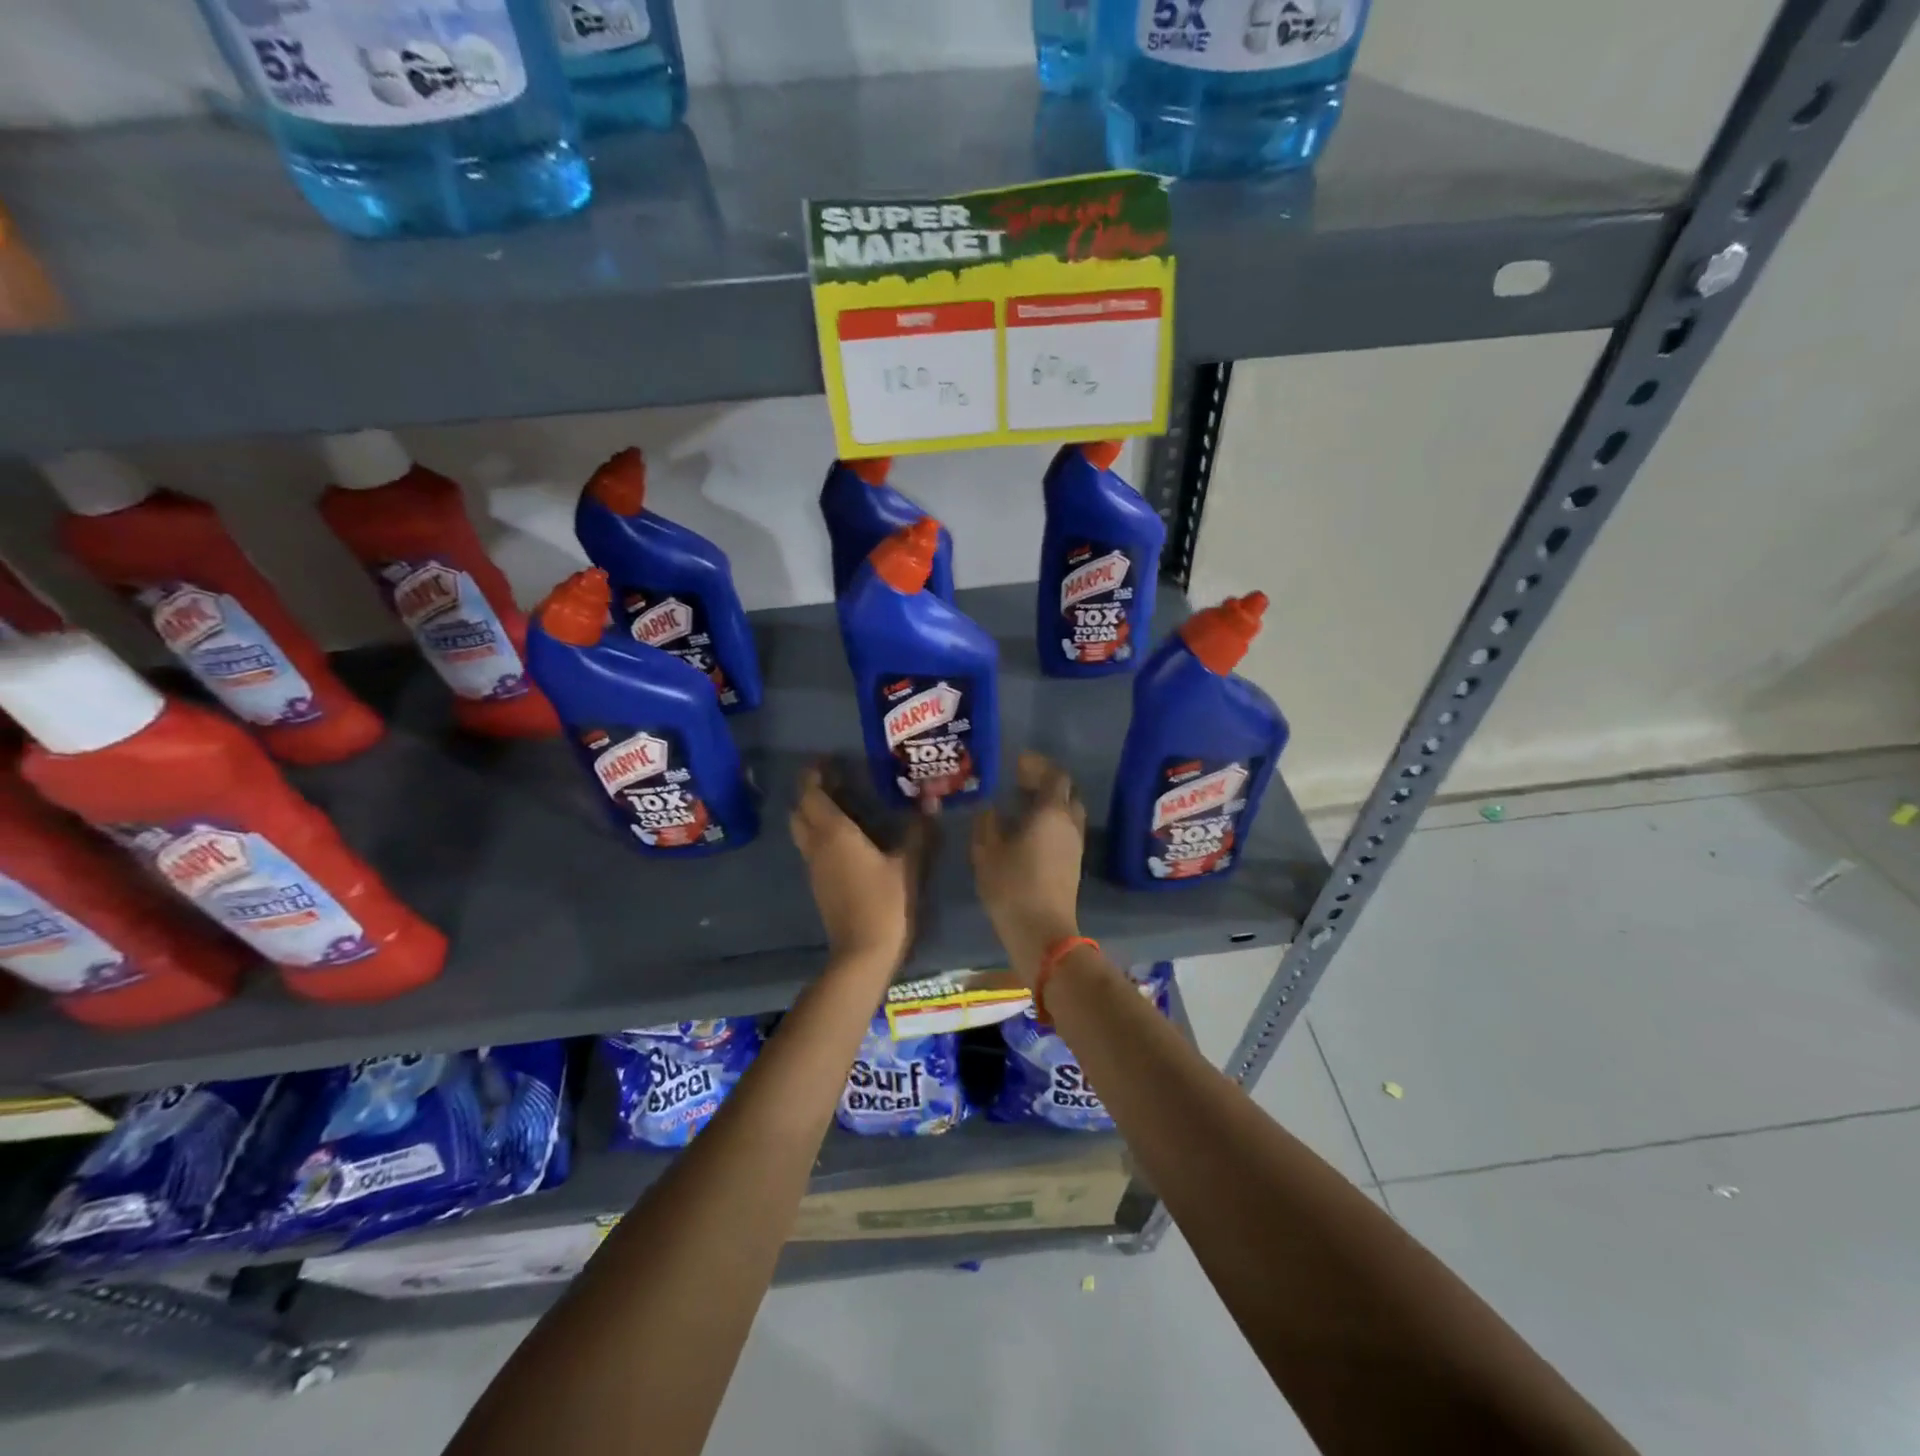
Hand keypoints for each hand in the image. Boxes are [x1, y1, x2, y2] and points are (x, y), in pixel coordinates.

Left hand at [790, 763, 925, 971]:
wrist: (863, 952)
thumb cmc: (886, 902)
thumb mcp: (908, 864)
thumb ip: (918, 832)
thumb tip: (931, 803)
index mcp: (834, 833)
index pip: (812, 794)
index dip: (814, 775)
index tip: (827, 761)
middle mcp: (817, 845)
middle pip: (800, 811)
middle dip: (811, 793)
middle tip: (836, 782)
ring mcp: (814, 867)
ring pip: (803, 831)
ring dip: (815, 814)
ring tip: (844, 805)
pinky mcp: (819, 884)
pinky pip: (812, 848)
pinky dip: (821, 834)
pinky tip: (848, 838)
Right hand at [972, 752, 1086, 985]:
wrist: (1043, 932)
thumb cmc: (1012, 886)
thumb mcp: (987, 852)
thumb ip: (987, 824)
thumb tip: (990, 809)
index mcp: (1051, 812)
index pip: (1054, 776)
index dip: (1037, 766)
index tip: (1017, 763)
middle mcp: (1069, 823)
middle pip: (1066, 792)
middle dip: (1046, 782)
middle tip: (1020, 781)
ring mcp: (1075, 845)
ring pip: (1068, 812)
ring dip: (1050, 803)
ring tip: (1023, 805)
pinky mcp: (1074, 864)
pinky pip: (1066, 830)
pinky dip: (1051, 822)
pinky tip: (1029, 831)